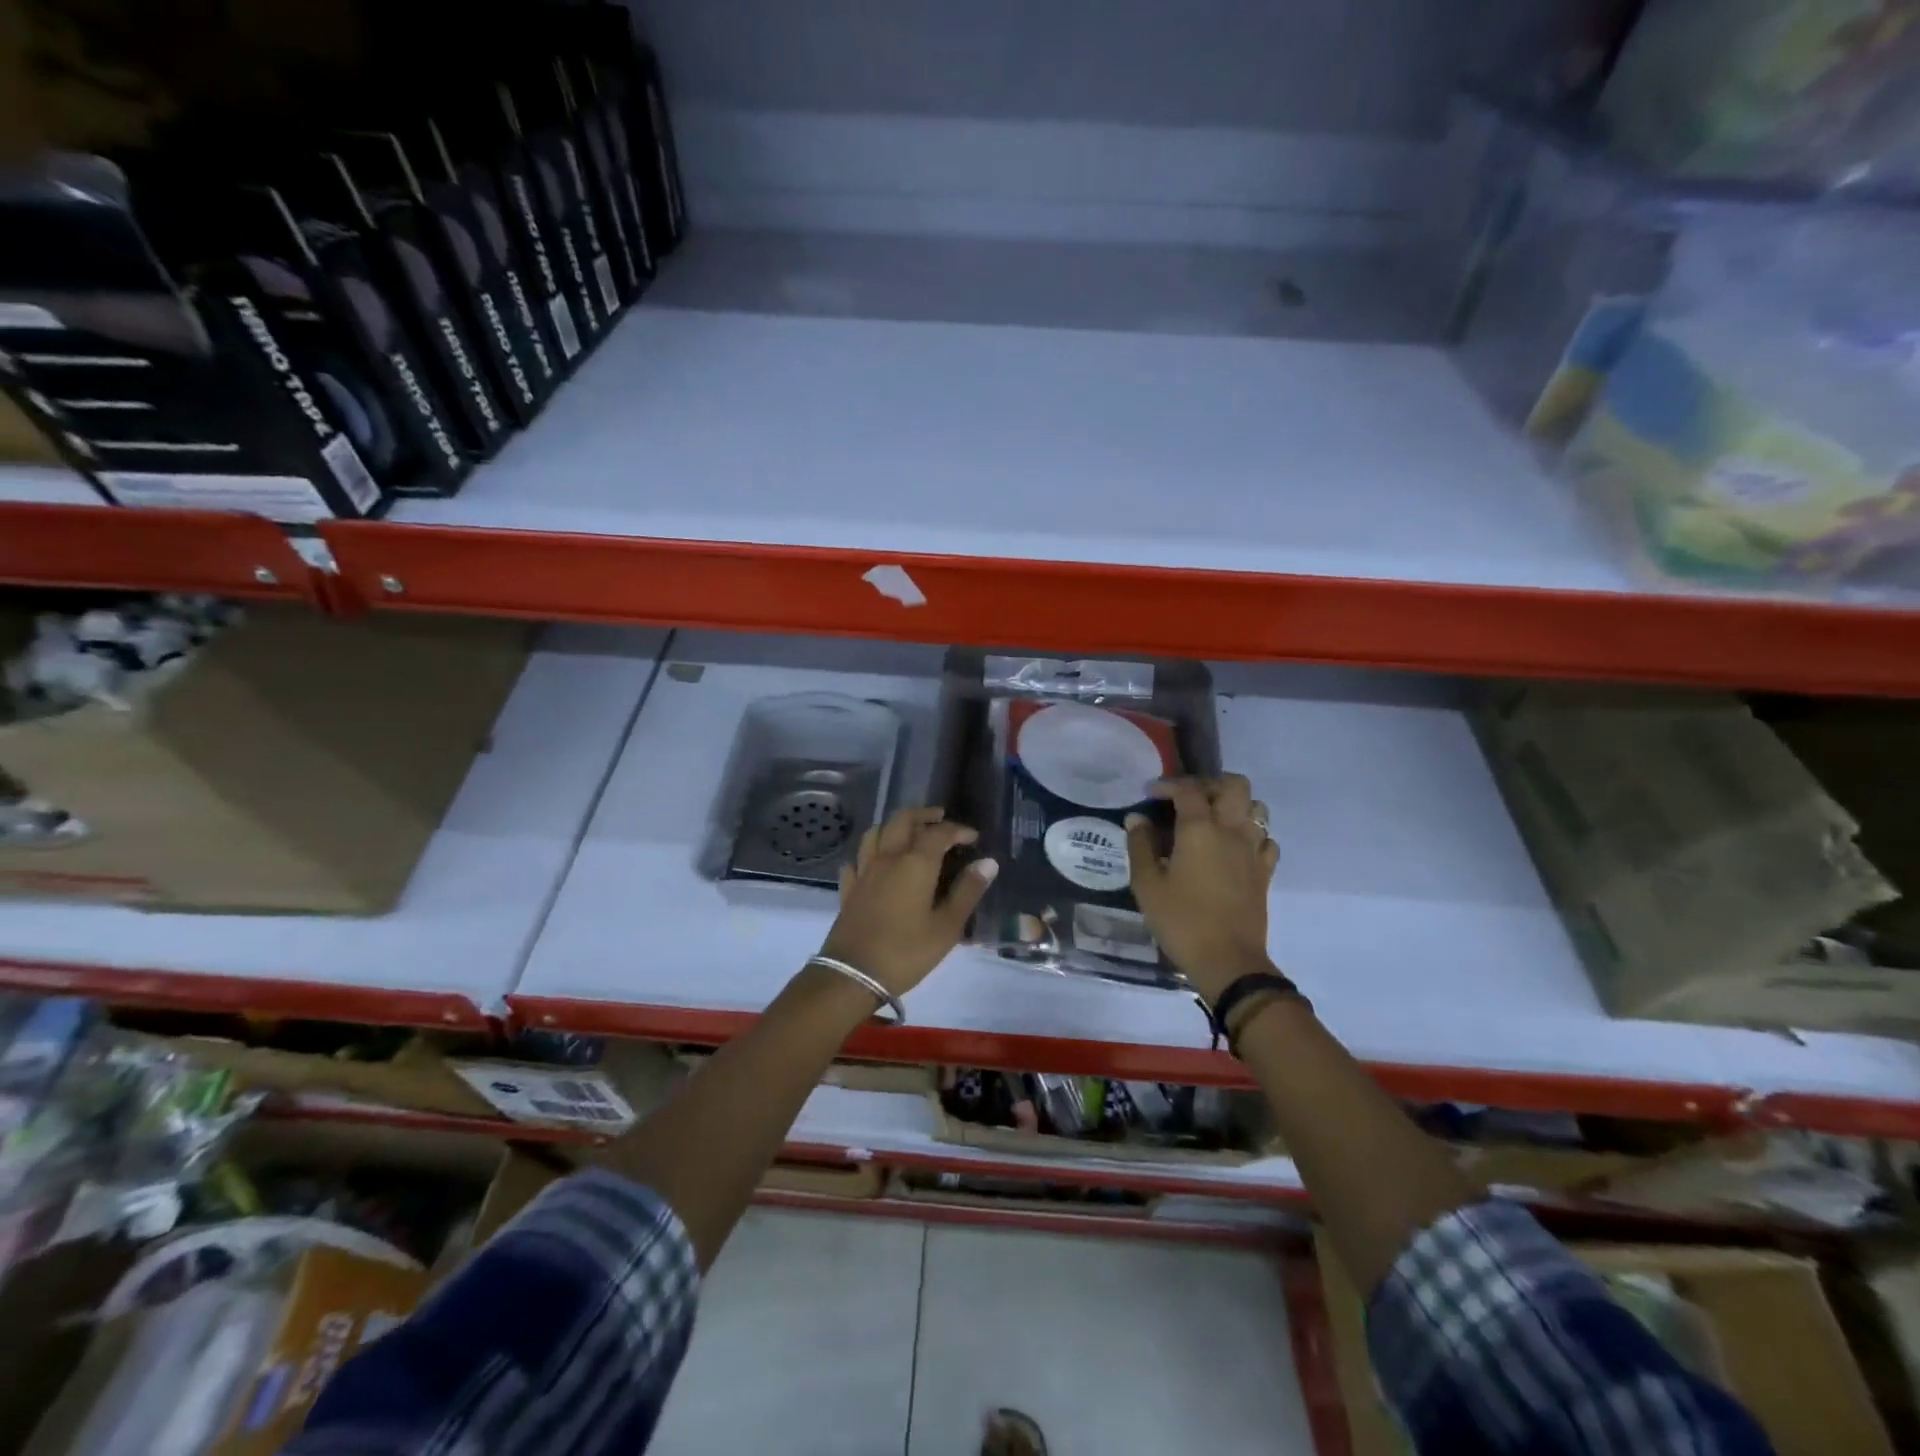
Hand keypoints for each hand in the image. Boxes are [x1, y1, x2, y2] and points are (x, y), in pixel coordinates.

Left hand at [818, 807, 998, 998]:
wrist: (852, 975)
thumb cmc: (907, 952)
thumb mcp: (947, 927)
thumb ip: (968, 891)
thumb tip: (988, 862)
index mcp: (915, 863)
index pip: (939, 833)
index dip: (958, 830)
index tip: (973, 837)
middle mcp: (888, 858)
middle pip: (903, 820)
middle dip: (924, 815)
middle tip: (940, 819)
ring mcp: (864, 871)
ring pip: (877, 832)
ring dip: (895, 826)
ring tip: (909, 832)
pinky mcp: (849, 889)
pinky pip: (858, 859)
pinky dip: (870, 852)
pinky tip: (876, 862)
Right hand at [1125, 775, 1277, 1003]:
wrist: (1228, 961)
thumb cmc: (1181, 920)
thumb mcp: (1147, 884)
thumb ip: (1140, 846)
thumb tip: (1137, 819)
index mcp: (1200, 829)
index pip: (1189, 789)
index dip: (1168, 785)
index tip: (1151, 794)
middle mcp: (1232, 831)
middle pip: (1234, 785)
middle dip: (1211, 783)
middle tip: (1189, 798)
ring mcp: (1253, 851)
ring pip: (1256, 808)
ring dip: (1235, 805)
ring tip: (1213, 819)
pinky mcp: (1265, 872)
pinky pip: (1265, 839)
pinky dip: (1251, 834)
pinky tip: (1233, 848)